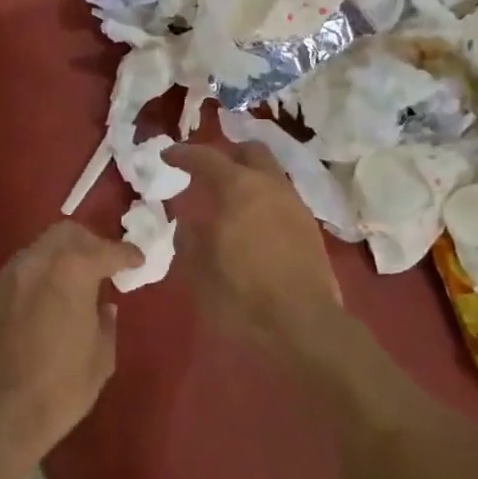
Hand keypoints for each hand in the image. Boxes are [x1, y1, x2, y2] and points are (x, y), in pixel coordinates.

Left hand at [0, 221, 141, 473]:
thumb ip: (105, 324)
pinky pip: (13, 279)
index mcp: (72, 272)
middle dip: (88, 242)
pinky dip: (31, 285)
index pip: (106, 250)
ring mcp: (4, 278)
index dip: (126, 254)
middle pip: (65, 234)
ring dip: (56, 260)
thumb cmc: (58, 390)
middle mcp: (36, 263)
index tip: (136, 260)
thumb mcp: (100, 360)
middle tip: (100, 264)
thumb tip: (103, 308)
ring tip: (66, 286)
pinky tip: (34, 311)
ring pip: (36, 251)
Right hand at [167, 142, 344, 356]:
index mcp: (238, 188)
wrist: (303, 327)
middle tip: (207, 170)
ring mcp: (295, 205)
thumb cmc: (241, 295)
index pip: (206, 158)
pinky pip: (282, 198)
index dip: (184, 154)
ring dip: (249, 176)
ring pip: (271, 174)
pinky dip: (264, 199)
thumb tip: (188, 220)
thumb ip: (189, 236)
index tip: (168, 156)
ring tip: (229, 199)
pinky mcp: (310, 229)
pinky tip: (252, 222)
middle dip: (228, 154)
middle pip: (250, 151)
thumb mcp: (198, 268)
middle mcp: (270, 186)